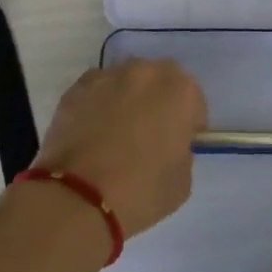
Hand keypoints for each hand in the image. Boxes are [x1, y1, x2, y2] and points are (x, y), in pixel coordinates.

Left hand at [32, 61, 207, 238]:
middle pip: (160, 81)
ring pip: (126, 81)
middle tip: (148, 133)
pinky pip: (97, 90)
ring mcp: (109, 76)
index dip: (188, 123)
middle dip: (158, 101)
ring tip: (115, 131)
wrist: (77, 198)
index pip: (193, 101)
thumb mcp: (182, 180)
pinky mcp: (77, 87)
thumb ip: (181, 150)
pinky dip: (98, 104)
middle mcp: (147, 72)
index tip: (179, 144)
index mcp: (180, 91)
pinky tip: (91, 132)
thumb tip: (168, 145)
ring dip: (127, 98)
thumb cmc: (140, 192)